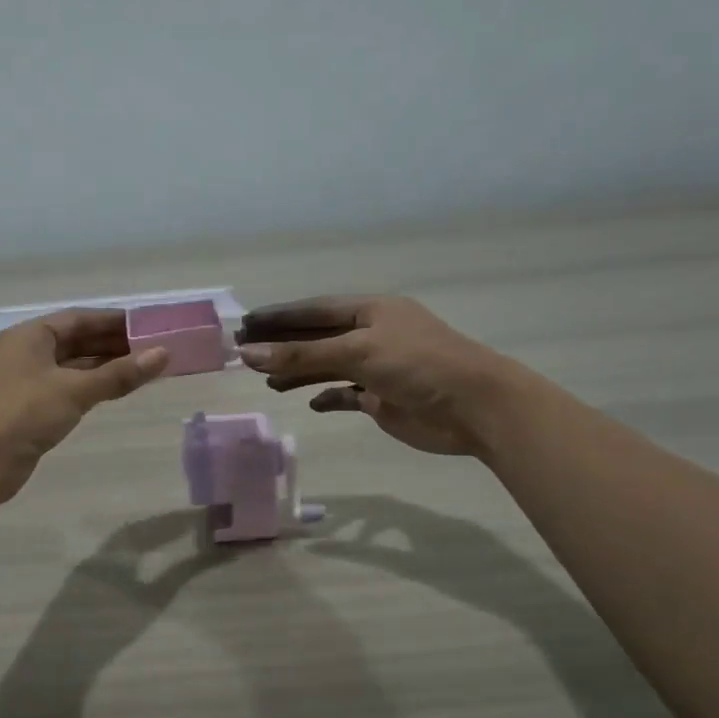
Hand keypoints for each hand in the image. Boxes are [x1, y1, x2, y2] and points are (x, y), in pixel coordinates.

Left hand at [0, 309, 168, 503]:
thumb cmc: (22, 413)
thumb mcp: (74, 390)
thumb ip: (119, 374)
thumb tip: (163, 354)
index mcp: (31, 336)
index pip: (79, 319)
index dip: (114, 321)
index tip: (149, 326)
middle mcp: (27, 353)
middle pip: (76, 342)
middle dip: (113, 346)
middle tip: (154, 350)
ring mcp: (26, 383)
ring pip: (72, 368)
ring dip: (104, 369)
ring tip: (143, 370)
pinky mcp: (28, 411)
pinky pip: (66, 391)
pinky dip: (90, 389)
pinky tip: (114, 393)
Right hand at [235, 296, 521, 456]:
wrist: (474, 407)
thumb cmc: (417, 365)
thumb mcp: (356, 352)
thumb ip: (301, 354)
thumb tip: (248, 353)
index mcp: (370, 311)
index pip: (314, 310)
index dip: (279, 317)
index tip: (245, 324)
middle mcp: (372, 335)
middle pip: (318, 337)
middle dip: (283, 345)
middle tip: (244, 354)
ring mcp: (377, 368)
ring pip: (328, 366)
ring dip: (299, 372)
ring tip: (268, 383)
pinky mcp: (383, 399)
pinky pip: (346, 394)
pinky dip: (328, 397)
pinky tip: (312, 403)